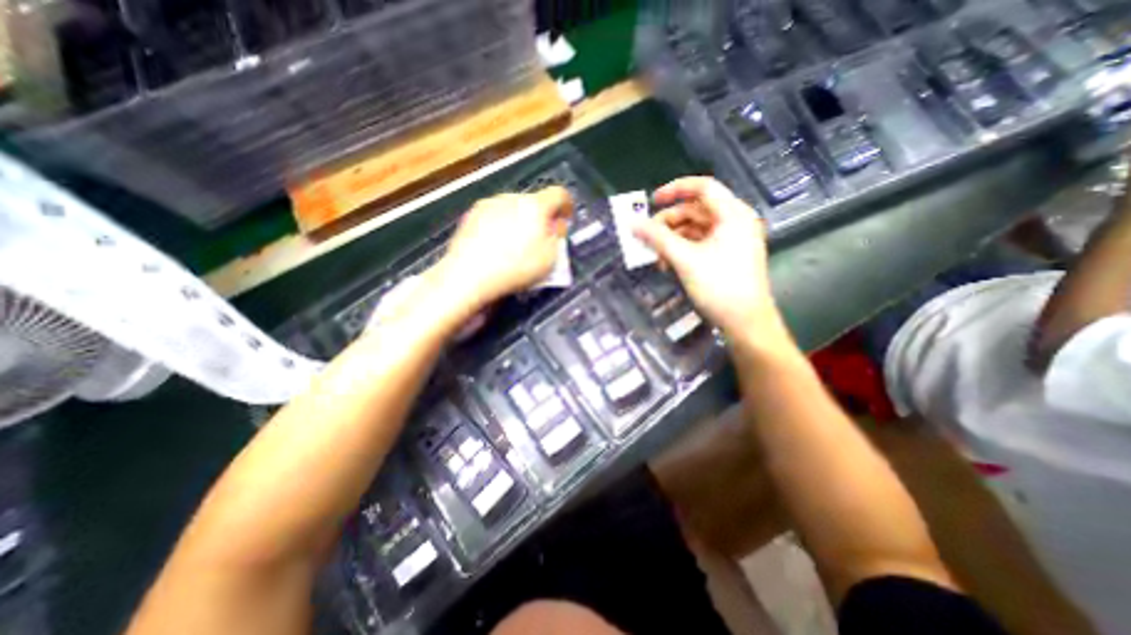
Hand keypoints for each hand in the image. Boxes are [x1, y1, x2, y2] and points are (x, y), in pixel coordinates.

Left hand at [434, 185, 574, 308]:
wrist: (468, 274)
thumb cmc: (515, 268)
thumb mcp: (550, 259)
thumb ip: (558, 237)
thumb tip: (556, 225)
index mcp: (535, 206)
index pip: (559, 194)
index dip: (567, 205)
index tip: (566, 218)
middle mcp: (511, 198)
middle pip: (534, 202)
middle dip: (541, 217)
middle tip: (542, 238)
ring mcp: (488, 204)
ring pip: (512, 208)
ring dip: (520, 221)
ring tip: (516, 245)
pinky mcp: (471, 215)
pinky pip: (494, 216)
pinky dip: (501, 226)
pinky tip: (497, 246)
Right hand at [634, 176, 783, 334]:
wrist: (746, 323)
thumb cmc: (719, 286)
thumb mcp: (685, 259)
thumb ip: (657, 238)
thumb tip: (632, 223)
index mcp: (732, 214)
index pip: (703, 187)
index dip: (674, 190)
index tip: (651, 202)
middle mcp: (734, 222)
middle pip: (695, 211)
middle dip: (668, 223)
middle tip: (647, 239)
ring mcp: (731, 240)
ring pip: (694, 230)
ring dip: (672, 240)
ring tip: (656, 258)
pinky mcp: (726, 256)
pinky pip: (699, 245)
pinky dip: (682, 251)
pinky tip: (668, 265)